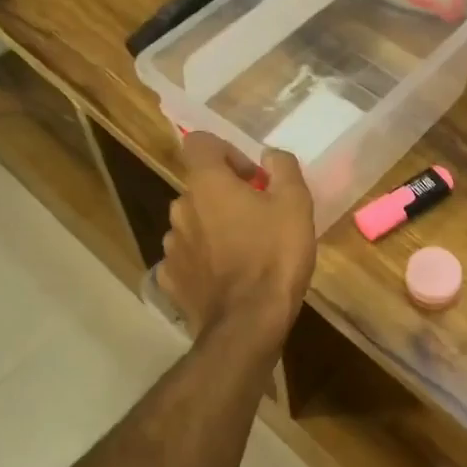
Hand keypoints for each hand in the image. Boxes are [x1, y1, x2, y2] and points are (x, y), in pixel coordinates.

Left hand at [157, 132, 315, 350]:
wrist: (248, 323)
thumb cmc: (275, 255)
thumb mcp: (296, 203)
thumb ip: (282, 167)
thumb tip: (268, 155)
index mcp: (207, 184)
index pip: (199, 143)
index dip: (226, 151)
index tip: (252, 176)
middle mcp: (180, 208)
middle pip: (200, 187)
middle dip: (226, 194)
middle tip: (258, 216)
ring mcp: (171, 246)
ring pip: (193, 222)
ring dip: (213, 227)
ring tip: (244, 251)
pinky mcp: (170, 279)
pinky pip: (187, 257)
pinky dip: (203, 260)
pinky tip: (226, 276)